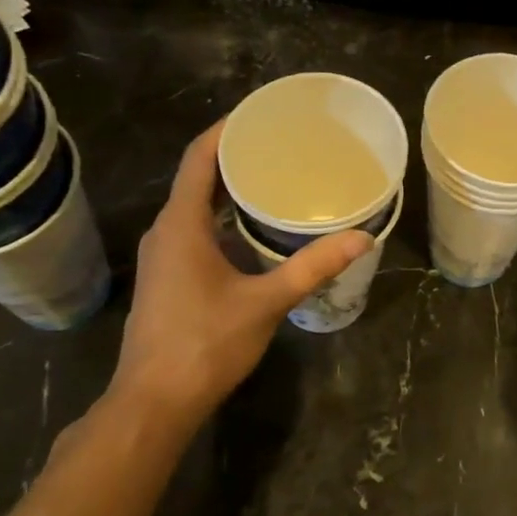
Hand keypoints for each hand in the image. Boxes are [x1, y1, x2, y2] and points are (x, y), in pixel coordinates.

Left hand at [104, 122, 372, 426]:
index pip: (198, 159)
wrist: (155, 402)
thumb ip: (312, 267)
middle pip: (197, 178)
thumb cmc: (205, 344)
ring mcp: (164, 257)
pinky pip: (196, 231)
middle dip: (235, 157)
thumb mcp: (266, 302)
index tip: (259, 113)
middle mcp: (166, 232)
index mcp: (182, 225)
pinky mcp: (168, 278)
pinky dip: (224, 219)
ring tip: (275, 180)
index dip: (226, 130)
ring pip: (196, 208)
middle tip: (280, 145)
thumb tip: (361, 238)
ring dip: (229, 190)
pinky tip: (255, 230)